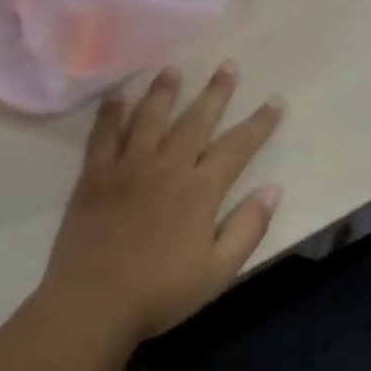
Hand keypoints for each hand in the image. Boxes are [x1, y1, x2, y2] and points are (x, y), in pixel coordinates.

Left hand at [41, 63, 284, 345]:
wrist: (93, 305)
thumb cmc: (161, 293)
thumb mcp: (218, 271)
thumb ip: (248, 228)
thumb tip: (273, 188)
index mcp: (199, 191)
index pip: (238, 147)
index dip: (260, 123)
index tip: (276, 100)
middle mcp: (166, 168)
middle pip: (195, 121)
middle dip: (216, 92)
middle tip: (228, 65)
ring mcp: (127, 169)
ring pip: (149, 118)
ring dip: (164, 91)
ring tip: (173, 68)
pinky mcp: (94, 177)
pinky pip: (103, 136)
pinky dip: (111, 114)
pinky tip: (117, 96)